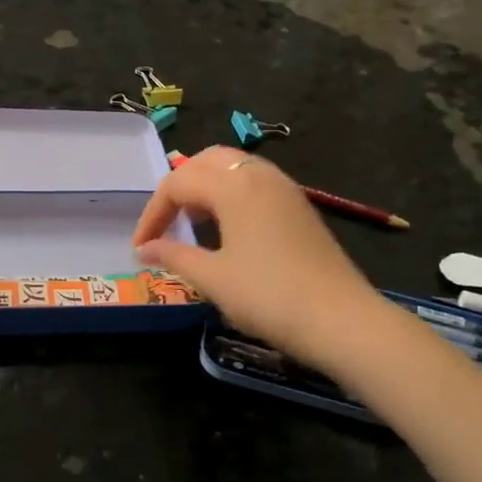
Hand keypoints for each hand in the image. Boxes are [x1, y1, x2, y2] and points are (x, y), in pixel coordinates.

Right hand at [132, 146, 376, 367]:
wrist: (341, 320)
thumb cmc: (268, 296)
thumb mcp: (213, 278)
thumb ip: (174, 255)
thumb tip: (145, 249)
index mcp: (233, 186)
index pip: (178, 183)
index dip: (153, 214)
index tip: (141, 248)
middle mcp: (259, 176)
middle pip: (207, 161)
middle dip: (179, 186)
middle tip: (166, 222)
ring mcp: (284, 189)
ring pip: (234, 169)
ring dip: (206, 187)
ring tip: (193, 223)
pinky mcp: (299, 206)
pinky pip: (255, 184)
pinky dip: (231, 195)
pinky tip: (228, 229)